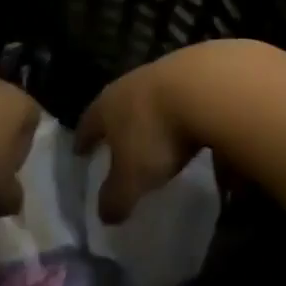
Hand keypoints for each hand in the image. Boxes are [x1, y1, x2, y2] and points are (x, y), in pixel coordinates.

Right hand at [76, 44, 227, 223]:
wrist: (206, 86)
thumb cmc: (157, 134)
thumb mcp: (132, 178)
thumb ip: (116, 198)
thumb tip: (104, 215)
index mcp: (107, 106)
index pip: (87, 124)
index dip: (83, 140)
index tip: (79, 151)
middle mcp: (130, 84)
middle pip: (118, 105)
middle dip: (118, 125)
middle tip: (118, 144)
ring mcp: (164, 72)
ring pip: (152, 99)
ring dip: (154, 117)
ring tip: (160, 137)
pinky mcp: (197, 71)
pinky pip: (184, 98)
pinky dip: (186, 114)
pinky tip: (197, 128)